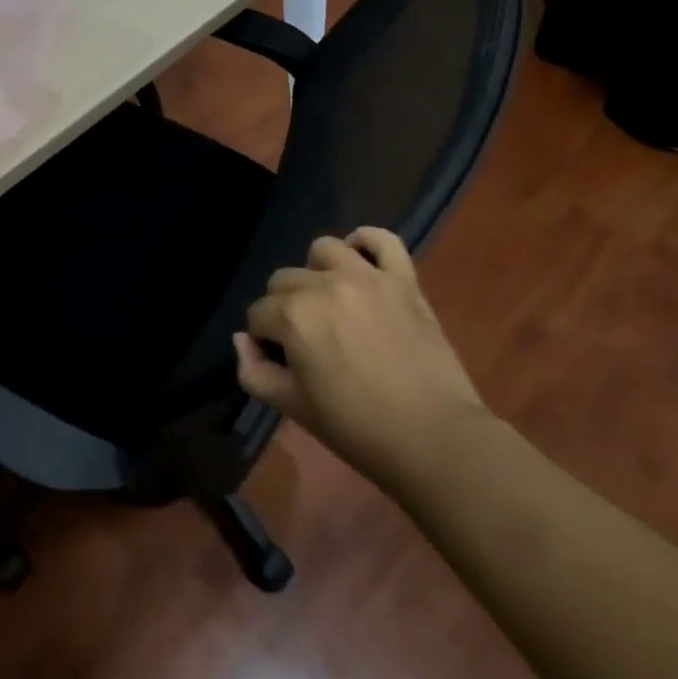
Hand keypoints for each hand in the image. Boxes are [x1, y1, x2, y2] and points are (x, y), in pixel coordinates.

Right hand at [235, 228, 487, 489]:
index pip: (258, 314)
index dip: (264, 340)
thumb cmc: (356, 428)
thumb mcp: (293, 408)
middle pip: (283, 280)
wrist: (434, 438)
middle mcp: (324, 285)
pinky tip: (360, 261)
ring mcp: (367, 276)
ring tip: (330, 302)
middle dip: (284, 308)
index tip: (281, 363)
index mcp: (293, 316)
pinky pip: (382, 239)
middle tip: (307, 341)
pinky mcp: (403, 279)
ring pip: (323, 250)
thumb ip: (253, 371)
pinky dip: (367, 242)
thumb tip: (243, 340)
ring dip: (317, 272)